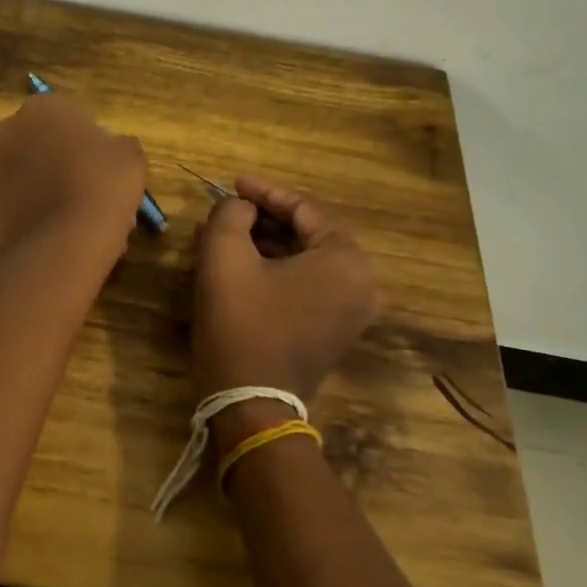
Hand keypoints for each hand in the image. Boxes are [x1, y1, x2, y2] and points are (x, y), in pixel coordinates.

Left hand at [0, 93, 146, 258]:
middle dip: (64, 168)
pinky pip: (16, 206)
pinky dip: (32, 216)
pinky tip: (58, 236)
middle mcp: (8, 130)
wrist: (63, 241)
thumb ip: (120, 146)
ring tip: (77, 222)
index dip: (91, 146)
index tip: (105, 171)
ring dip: (47, 192)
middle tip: (92, 197)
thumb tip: (114, 151)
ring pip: (27, 178)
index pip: (70, 119)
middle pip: (43, 147)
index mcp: (44, 107)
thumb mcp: (131, 157)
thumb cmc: (102, 185)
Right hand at [192, 176, 379, 444]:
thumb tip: (240, 208)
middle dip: (269, 218)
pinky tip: (248, 263)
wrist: (251, 404)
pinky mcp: (336, 332)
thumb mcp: (224, 257)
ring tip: (233, 232)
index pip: (305, 209)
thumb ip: (231, 215)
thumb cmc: (241, 325)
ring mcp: (353, 312)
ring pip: (309, 260)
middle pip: (311, 233)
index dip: (265, 192)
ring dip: (272, 243)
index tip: (232, 182)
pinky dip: (281, 269)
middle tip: (232, 207)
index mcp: (346, 260)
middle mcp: (363, 283)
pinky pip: (310, 285)